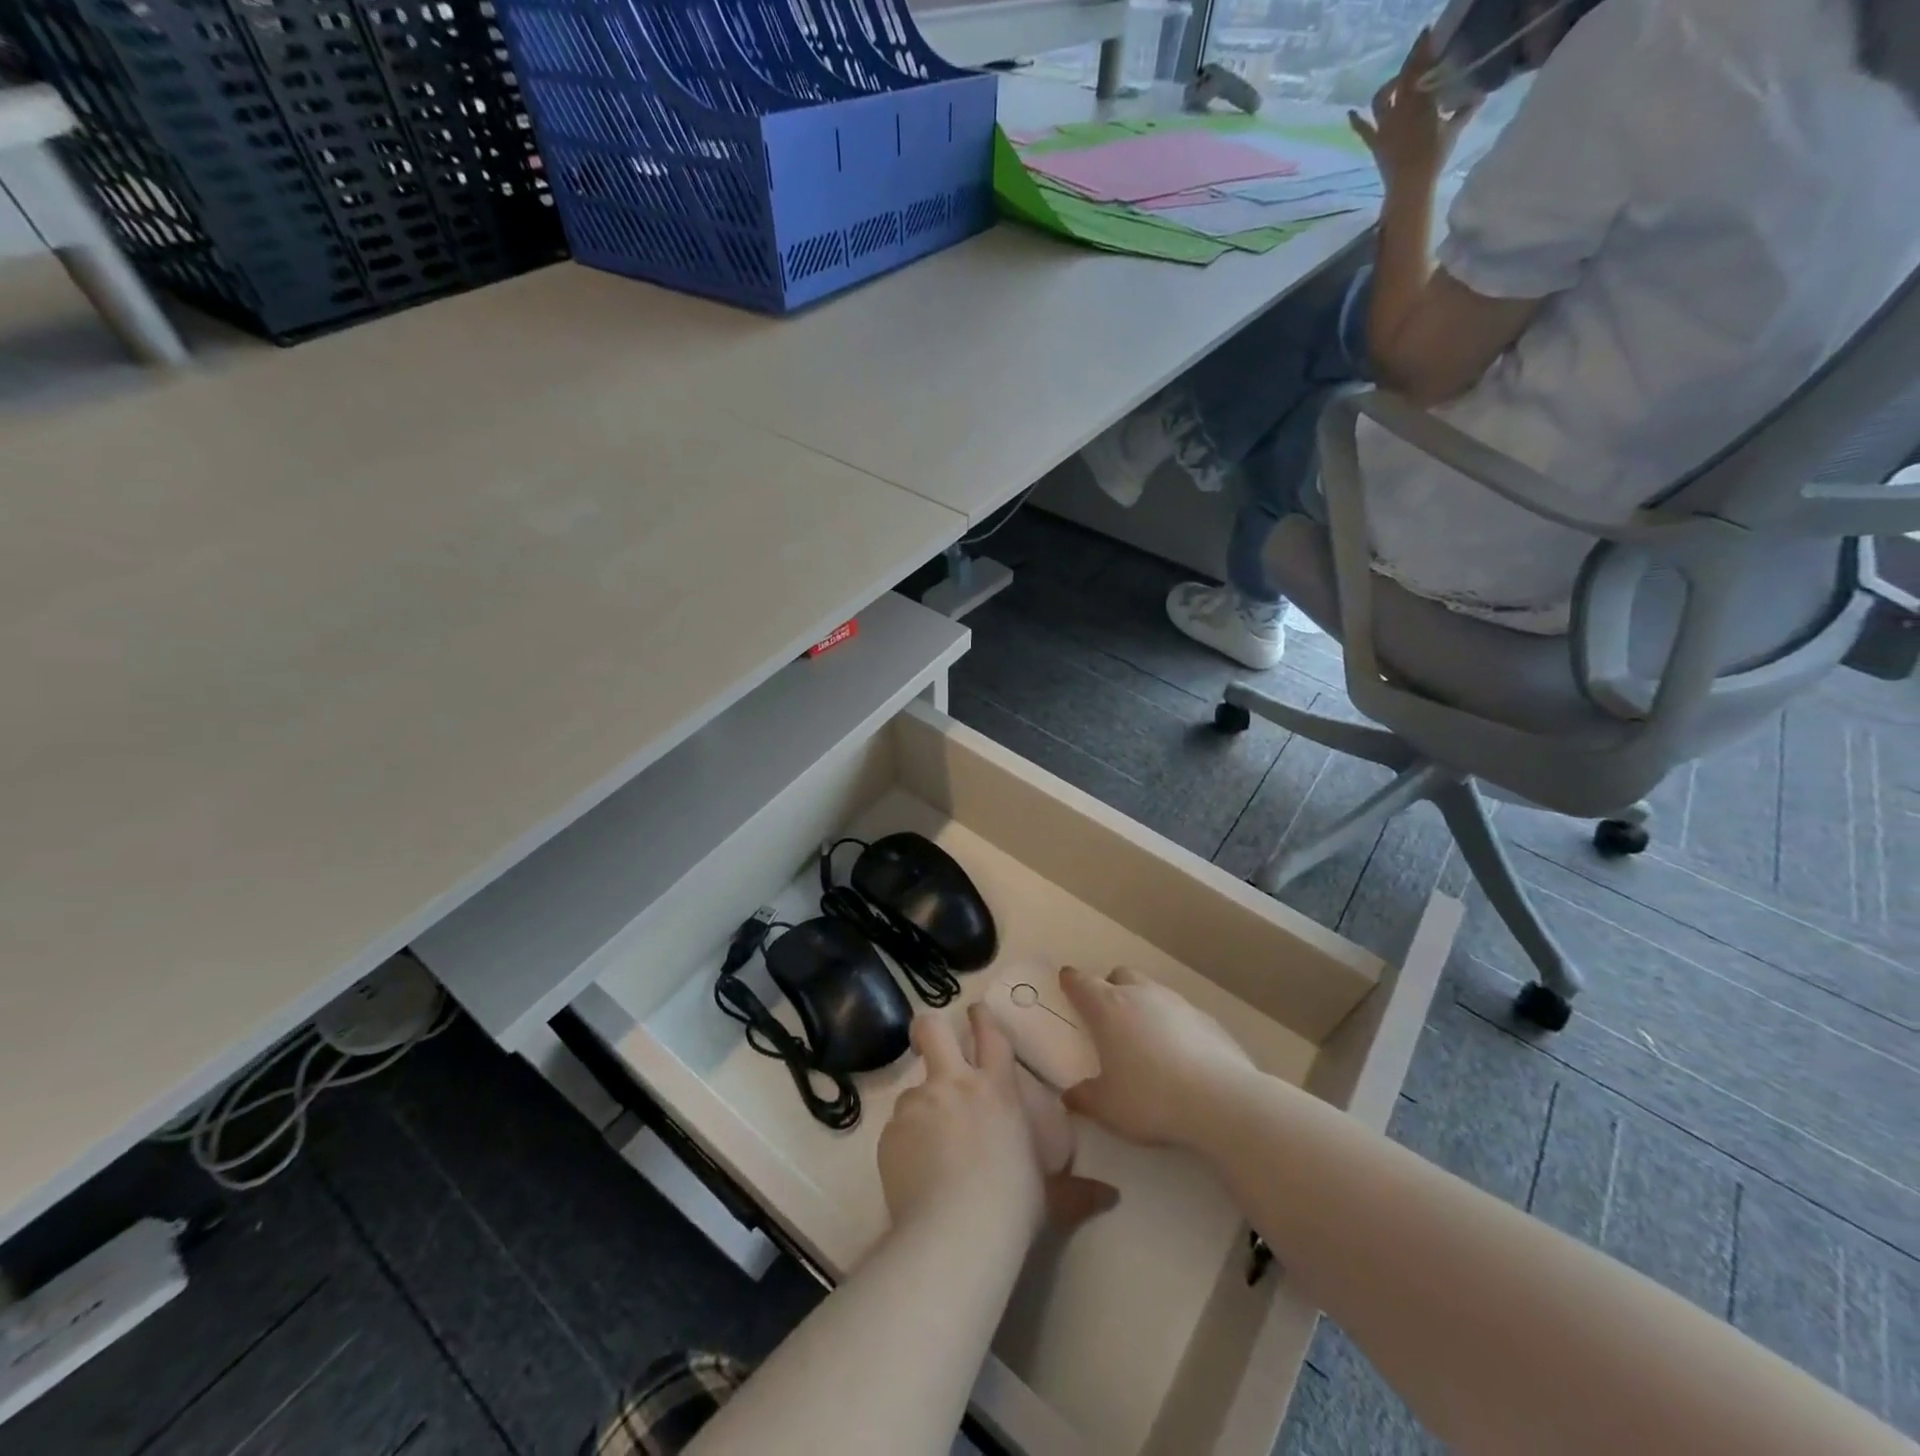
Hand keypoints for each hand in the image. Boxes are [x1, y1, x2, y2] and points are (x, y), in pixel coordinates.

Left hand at [878, 1007, 1117, 1238]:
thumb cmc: (1012, 1206)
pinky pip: (896, 1128)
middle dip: (928, 1028)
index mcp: (997, 1089)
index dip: (981, 1017)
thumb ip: (1076, 1191)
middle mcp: (955, 1084)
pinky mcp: (891, 1131)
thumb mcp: (1050, 1196)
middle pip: (933, 1030)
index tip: (975, 1011)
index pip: (990, 1035)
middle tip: (928, 1039)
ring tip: (927, 1146)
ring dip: (920, 1108)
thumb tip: (1110, 1196)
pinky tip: (914, 1174)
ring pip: (912, 1089)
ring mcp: (920, 1104)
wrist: (956, 1233)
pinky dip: (904, 1144)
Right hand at [1059, 966, 1254, 1148]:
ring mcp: (1177, 1003)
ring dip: (1143, 1004)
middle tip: (1108, 1017)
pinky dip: (1173, 1024)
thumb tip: (1069, 1096)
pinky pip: (1180, 1012)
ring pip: (1152, 990)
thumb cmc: (1151, 1098)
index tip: (1067, 984)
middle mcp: (1140, 994)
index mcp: (1108, 1007)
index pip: (1081, 981)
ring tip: (1145, 1038)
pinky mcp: (1206, 1018)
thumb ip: (1085, 1098)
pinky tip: (1180, 1054)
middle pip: (1119, 975)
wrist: (1221, 1100)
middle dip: (1110, 988)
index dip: (1071, 981)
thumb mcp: (1108, 1108)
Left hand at [1348, 30, 1479, 188]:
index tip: (1429, 36)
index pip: (1422, 68)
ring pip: (1381, 99)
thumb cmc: (1434, 158)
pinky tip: (1349, 113)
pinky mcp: (1375, 143)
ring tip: (1396, 82)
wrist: (1410, 185)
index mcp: (1422, 101)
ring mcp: (1385, 126)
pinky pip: (1363, 130)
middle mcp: (1401, 109)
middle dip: (1412, 60)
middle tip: (1419, 48)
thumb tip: (1480, 94)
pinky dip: (1355, 120)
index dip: (1424, 50)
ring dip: (1388, 87)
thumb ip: (1465, 109)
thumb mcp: (1453, 130)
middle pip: (1403, 78)